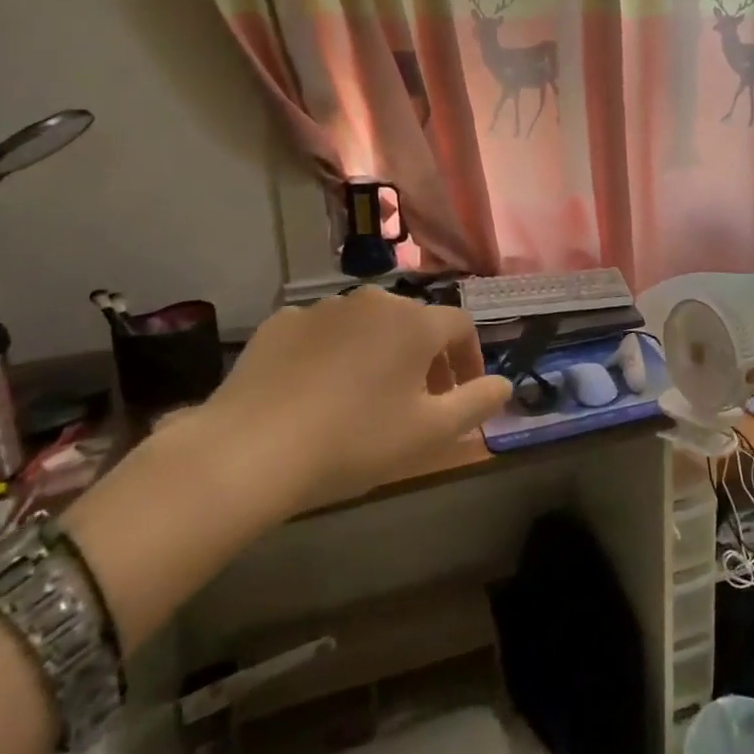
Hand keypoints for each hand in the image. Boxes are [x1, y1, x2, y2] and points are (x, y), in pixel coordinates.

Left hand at [202, 288, 512, 519]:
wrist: (248, 452)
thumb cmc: (353, 441)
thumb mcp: (430, 433)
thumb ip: (477, 403)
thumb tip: (505, 384)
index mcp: (414, 322)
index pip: (461, 325)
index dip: (469, 357)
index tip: (463, 393)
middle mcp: (373, 301)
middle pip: (414, 323)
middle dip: (425, 358)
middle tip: (417, 403)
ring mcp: (322, 308)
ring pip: (367, 326)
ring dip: (379, 354)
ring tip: (365, 399)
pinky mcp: (280, 323)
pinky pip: (322, 333)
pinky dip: (333, 355)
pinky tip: (317, 393)